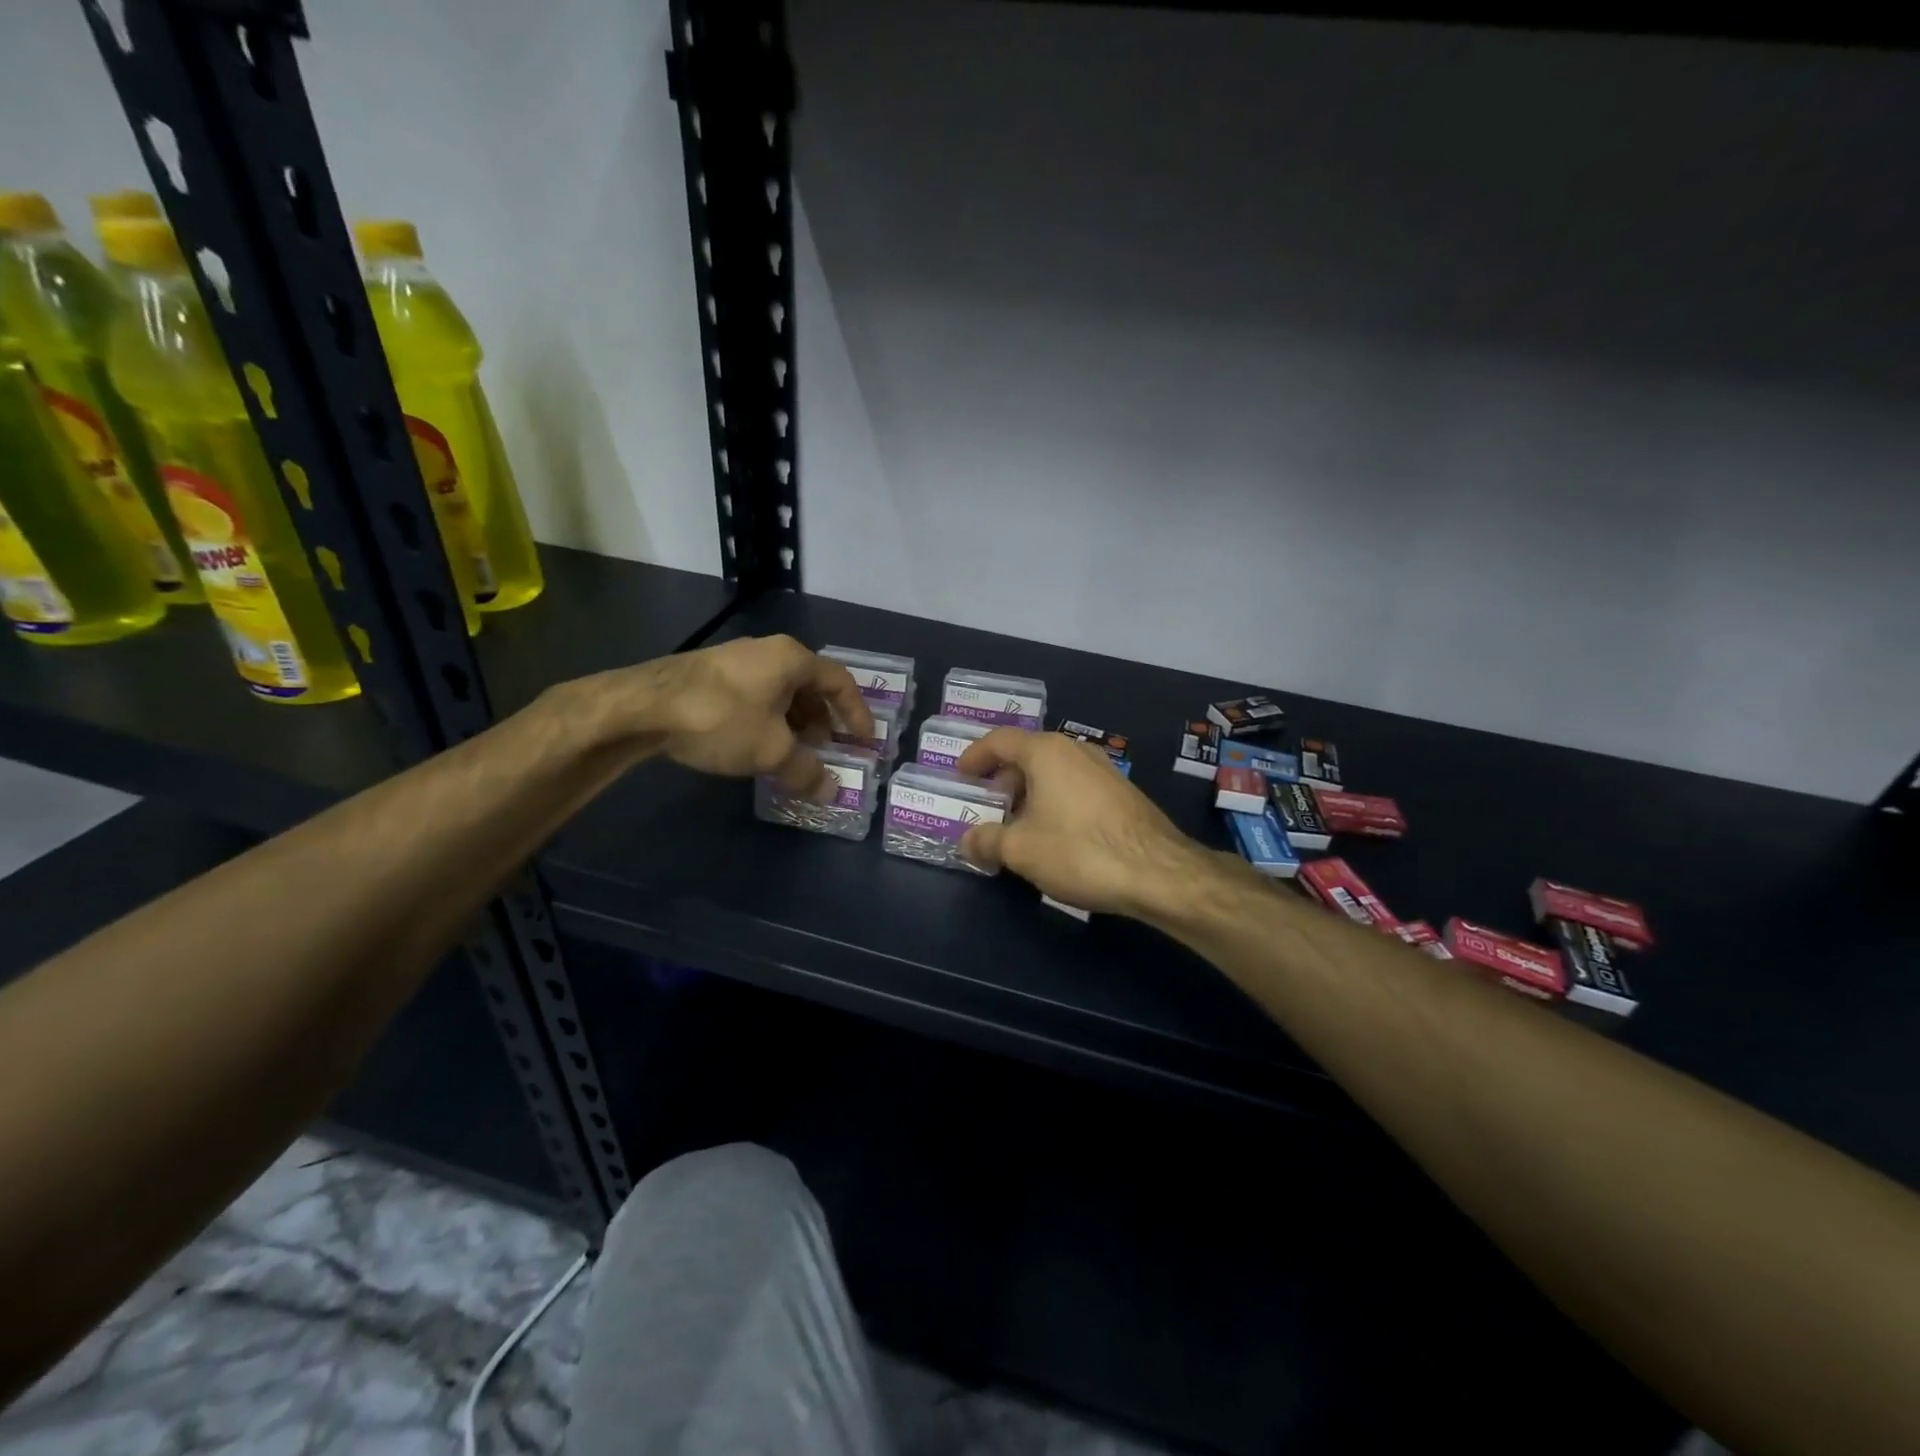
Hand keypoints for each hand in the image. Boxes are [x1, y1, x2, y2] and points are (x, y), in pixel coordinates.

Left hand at [583, 635, 872, 796]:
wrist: (641, 707)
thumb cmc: (721, 719)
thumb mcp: (771, 751)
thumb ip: (806, 771)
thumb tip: (831, 791)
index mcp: (792, 659)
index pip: (840, 683)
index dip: (857, 714)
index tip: (865, 743)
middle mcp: (768, 652)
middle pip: (810, 687)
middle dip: (824, 722)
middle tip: (829, 752)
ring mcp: (737, 661)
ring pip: (781, 693)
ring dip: (795, 724)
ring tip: (795, 754)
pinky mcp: (711, 676)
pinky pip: (756, 697)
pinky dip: (769, 721)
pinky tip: (759, 747)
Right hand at [954, 728, 1206, 916]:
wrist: (1159, 872)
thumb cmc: (1079, 850)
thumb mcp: (1021, 850)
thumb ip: (987, 841)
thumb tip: (966, 841)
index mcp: (1046, 752)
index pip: (999, 740)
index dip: (974, 756)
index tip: (959, 775)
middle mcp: (1075, 750)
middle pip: (1027, 755)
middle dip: (1002, 780)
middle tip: (985, 806)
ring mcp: (1103, 770)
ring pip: (1053, 773)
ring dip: (1028, 794)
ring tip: (1015, 826)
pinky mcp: (1121, 793)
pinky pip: (1074, 788)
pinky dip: (1053, 802)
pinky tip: (1052, 836)